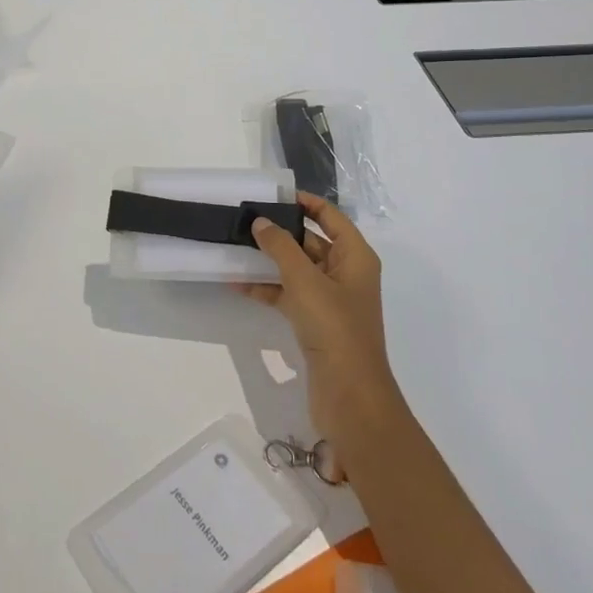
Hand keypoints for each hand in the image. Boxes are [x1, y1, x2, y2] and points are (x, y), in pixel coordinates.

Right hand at [243, 194, 401, 466]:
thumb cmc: (334, 328)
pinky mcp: (316, 324)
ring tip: (236, 248)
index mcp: (355, 257)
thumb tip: (261, 222)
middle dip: (281, 232)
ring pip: (298, 270)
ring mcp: (332, 301)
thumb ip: (281, 247)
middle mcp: (346, 274)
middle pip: (312, 242)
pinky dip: (269, 289)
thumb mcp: (305, 280)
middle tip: (245, 221)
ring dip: (271, 261)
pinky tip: (239, 284)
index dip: (305, 202)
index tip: (273, 195)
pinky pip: (290, 295)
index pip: (331, 217)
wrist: (350, 396)